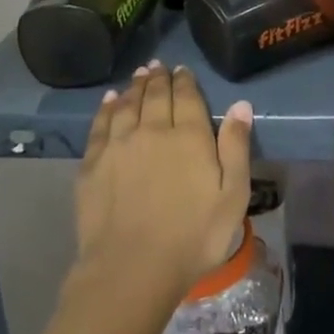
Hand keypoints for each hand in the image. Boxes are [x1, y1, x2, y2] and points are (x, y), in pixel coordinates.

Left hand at [74, 61, 252, 301]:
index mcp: (189, 136)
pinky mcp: (92, 163)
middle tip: (158, 65)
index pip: (187, 96)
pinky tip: (110, 100)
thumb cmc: (194, 236)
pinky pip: (100, 124)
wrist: (132, 268)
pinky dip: (106, 108)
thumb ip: (236, 147)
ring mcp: (118, 145)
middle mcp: (152, 130)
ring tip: (138, 75)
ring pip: (127, 104)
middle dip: (159, 78)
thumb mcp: (232, 196)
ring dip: (134, 87)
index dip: (185, 80)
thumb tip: (241, 104)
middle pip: (156, 95)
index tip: (182, 69)